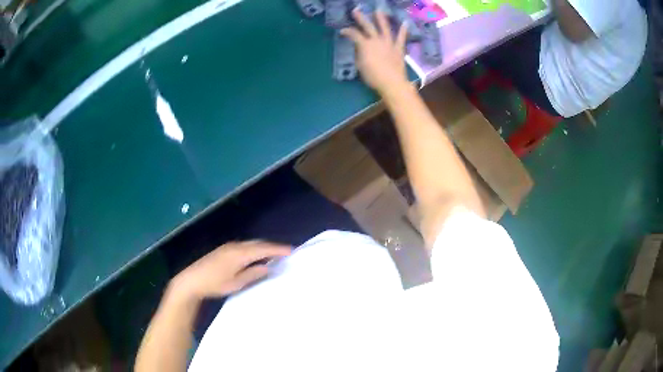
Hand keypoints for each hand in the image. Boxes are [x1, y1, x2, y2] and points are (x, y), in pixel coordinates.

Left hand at [169, 241, 291, 302]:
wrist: (192, 280)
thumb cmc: (215, 283)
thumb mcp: (236, 283)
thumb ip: (253, 274)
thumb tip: (268, 266)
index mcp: (240, 253)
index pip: (263, 248)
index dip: (278, 249)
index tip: (291, 250)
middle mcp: (235, 246)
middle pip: (257, 243)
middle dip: (272, 246)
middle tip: (285, 252)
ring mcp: (228, 247)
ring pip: (250, 244)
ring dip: (262, 247)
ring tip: (274, 254)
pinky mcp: (223, 250)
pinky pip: (243, 246)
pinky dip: (253, 249)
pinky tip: (255, 256)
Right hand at [341, 9, 408, 94]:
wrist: (391, 82)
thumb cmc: (373, 77)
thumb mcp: (360, 66)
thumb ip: (360, 55)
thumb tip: (360, 49)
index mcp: (365, 45)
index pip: (354, 35)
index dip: (347, 31)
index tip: (342, 31)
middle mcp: (376, 40)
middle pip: (368, 26)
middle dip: (361, 18)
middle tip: (356, 10)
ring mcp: (389, 43)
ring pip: (385, 28)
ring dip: (381, 19)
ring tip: (379, 11)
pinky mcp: (398, 48)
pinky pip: (401, 38)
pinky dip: (403, 30)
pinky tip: (405, 22)